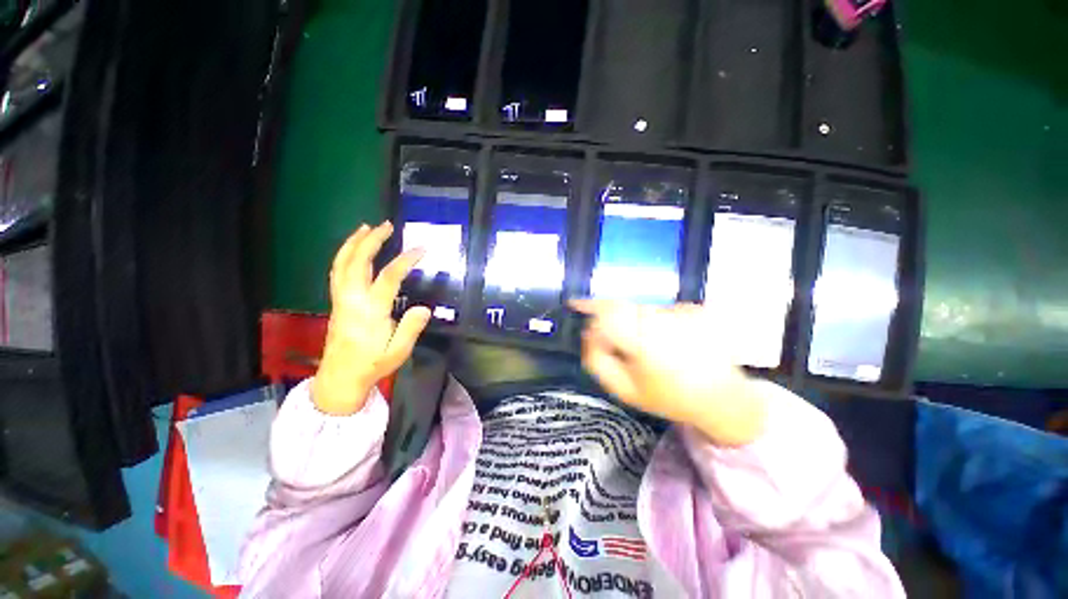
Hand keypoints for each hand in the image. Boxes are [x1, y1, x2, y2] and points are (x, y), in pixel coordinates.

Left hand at [312, 222, 430, 414]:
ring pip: (342, 264)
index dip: (405, 260)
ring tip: (366, 228)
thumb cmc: (372, 364)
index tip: (421, 249)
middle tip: (386, 225)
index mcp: (370, 311)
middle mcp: (352, 300)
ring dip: (354, 243)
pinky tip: (354, 250)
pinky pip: (338, 272)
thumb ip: (411, 328)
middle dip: (371, 241)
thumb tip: (424, 308)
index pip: (388, 277)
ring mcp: (341, 299)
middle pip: (358, 262)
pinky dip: (345, 255)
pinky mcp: (337, 302)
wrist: (340, 377)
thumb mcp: (398, 351)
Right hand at [570, 300, 766, 445]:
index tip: (574, 302)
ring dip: (634, 322)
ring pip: (641, 307)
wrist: (722, 398)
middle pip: (622, 307)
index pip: (608, 312)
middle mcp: (663, 319)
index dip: (588, 305)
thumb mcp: (623, 389)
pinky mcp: (695, 308)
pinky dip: (655, 321)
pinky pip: (661, 309)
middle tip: (613, 338)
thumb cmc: (668, 397)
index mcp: (644, 340)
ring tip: (648, 347)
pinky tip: (667, 341)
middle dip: (610, 318)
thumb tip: (587, 334)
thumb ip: (597, 361)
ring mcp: (682, 311)